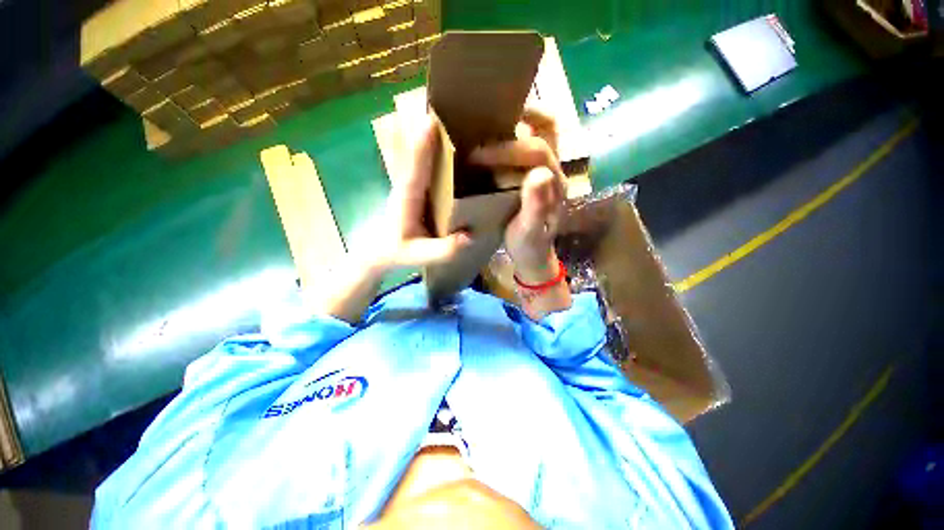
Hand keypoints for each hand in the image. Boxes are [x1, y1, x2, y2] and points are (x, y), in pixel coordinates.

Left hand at [369, 115, 473, 272]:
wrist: (377, 251)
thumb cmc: (396, 251)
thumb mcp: (419, 255)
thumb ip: (443, 249)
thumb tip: (470, 236)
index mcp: (407, 200)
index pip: (415, 171)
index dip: (422, 148)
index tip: (430, 122)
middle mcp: (406, 187)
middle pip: (416, 155)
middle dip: (427, 133)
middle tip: (444, 108)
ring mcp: (408, 186)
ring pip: (417, 158)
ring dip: (428, 138)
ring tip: (447, 119)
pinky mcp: (412, 189)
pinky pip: (422, 167)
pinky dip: (430, 152)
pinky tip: (446, 146)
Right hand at [469, 108, 566, 282]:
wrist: (533, 252)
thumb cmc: (529, 244)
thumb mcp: (530, 231)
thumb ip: (536, 206)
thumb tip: (538, 174)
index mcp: (554, 182)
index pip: (536, 150)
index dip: (507, 148)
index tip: (477, 155)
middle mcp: (554, 168)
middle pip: (547, 126)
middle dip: (519, 117)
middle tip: (487, 115)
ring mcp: (546, 166)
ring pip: (541, 128)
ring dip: (520, 117)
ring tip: (490, 116)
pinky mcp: (535, 169)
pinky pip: (530, 139)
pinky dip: (514, 130)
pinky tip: (492, 135)